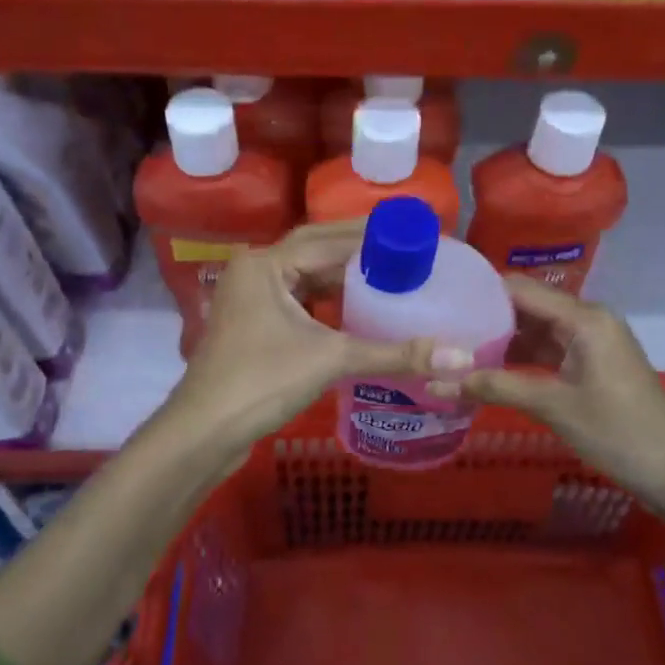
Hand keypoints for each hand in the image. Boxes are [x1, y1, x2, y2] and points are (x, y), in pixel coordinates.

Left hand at [165, 221, 440, 459]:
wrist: (204, 431)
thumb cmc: (262, 382)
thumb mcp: (331, 360)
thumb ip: (394, 354)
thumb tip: (460, 358)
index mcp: (266, 263)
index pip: (329, 238)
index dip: (374, 236)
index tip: (414, 234)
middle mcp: (256, 269)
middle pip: (315, 248)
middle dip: (359, 248)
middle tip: (405, 247)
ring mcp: (250, 297)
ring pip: (305, 274)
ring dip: (343, 273)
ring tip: (389, 272)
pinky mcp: (253, 322)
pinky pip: (298, 297)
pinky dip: (327, 298)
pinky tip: (357, 305)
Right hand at [457, 277, 664, 504]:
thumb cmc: (618, 432)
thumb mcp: (553, 406)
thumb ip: (495, 387)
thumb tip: (437, 382)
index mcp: (583, 317)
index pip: (520, 289)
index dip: (480, 292)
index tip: (442, 301)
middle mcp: (587, 319)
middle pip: (527, 306)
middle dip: (486, 317)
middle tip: (442, 328)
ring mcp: (591, 342)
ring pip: (535, 329)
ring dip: (501, 340)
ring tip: (455, 348)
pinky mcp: (591, 364)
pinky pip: (548, 349)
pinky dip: (520, 357)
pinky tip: (488, 369)